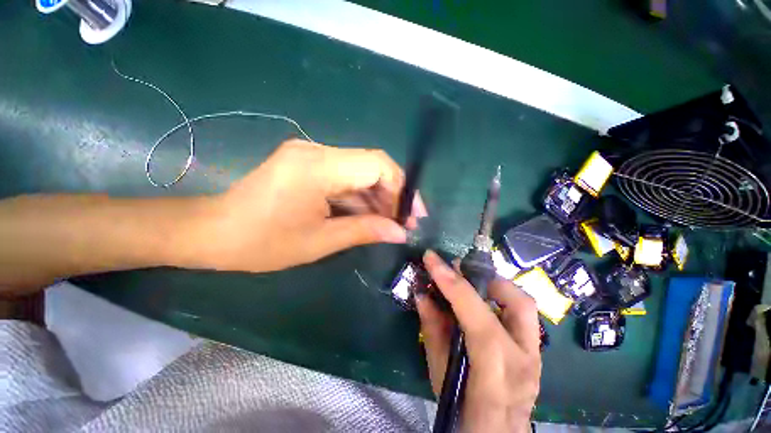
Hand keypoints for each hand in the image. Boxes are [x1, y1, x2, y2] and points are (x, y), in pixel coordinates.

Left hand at [199, 140, 426, 272]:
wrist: (213, 233)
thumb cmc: (262, 243)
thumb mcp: (320, 241)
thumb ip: (365, 231)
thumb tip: (400, 233)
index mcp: (318, 166)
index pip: (377, 164)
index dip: (401, 187)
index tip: (412, 214)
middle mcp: (317, 151)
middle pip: (371, 165)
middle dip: (392, 195)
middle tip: (402, 223)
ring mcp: (311, 155)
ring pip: (359, 172)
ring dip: (376, 198)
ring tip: (388, 223)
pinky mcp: (307, 164)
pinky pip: (344, 177)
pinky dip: (359, 196)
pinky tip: (367, 215)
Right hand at [417, 251, 540, 432]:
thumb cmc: (461, 414)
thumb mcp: (438, 373)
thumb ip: (432, 330)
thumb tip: (422, 293)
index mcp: (496, 378)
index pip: (479, 322)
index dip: (454, 285)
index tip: (433, 260)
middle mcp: (525, 363)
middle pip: (519, 304)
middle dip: (485, 277)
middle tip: (458, 270)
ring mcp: (536, 357)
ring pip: (525, 305)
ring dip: (494, 285)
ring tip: (468, 281)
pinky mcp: (536, 353)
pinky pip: (520, 314)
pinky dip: (499, 298)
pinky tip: (480, 301)